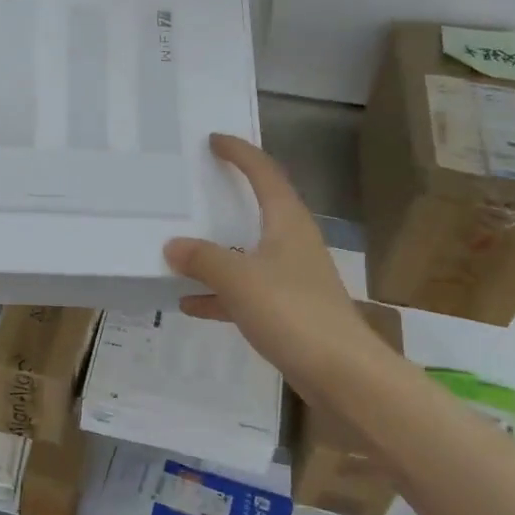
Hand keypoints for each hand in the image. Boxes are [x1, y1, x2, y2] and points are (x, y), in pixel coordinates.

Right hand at [164, 134, 382, 405]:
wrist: (342, 374)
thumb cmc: (293, 313)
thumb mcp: (239, 280)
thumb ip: (203, 259)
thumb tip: (173, 245)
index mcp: (287, 222)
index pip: (264, 173)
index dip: (240, 153)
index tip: (214, 140)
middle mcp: (292, 243)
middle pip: (258, 209)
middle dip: (227, 198)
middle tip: (194, 187)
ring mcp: (291, 278)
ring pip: (248, 253)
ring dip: (217, 252)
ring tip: (179, 249)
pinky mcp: (288, 310)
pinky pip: (246, 291)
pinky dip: (220, 294)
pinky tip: (190, 304)